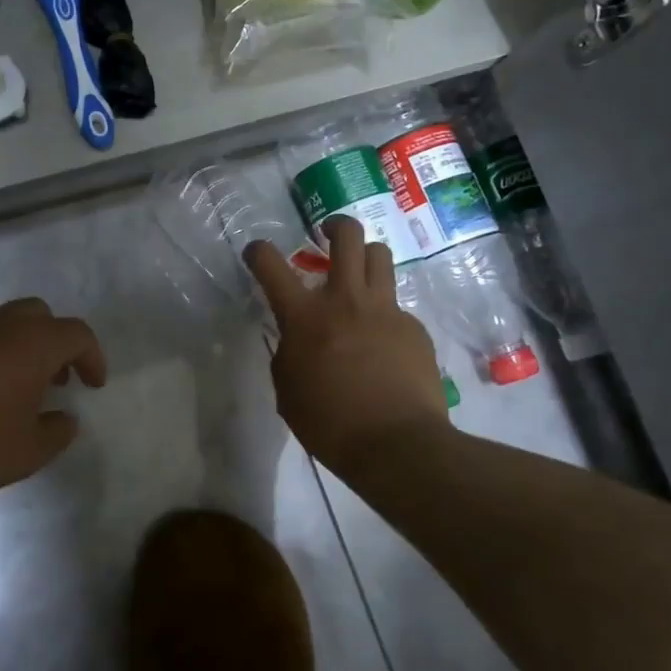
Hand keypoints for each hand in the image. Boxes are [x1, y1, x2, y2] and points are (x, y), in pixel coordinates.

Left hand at [0, 298, 107, 499]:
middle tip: (57, 380)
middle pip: (40, 316)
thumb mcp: (22, 453)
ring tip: (18, 394)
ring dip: (21, 352)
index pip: (77, 334)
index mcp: (32, 343)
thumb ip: (54, 435)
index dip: (92, 357)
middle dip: (56, 344)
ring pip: (3, 326)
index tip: (94, 385)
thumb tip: (66, 419)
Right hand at [245, 216, 451, 476]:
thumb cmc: (330, 423)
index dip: (258, 251)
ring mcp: (386, 310)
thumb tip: (298, 340)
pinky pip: (396, 306)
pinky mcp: (414, 328)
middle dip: (335, 226)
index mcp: (305, 317)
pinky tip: (382, 344)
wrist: (397, 444)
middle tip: (326, 236)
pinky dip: (383, 314)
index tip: (256, 253)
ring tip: (357, 276)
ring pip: (380, 257)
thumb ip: (288, 353)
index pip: (271, 265)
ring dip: (364, 258)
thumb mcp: (287, 390)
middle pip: (347, 236)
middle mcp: (346, 300)